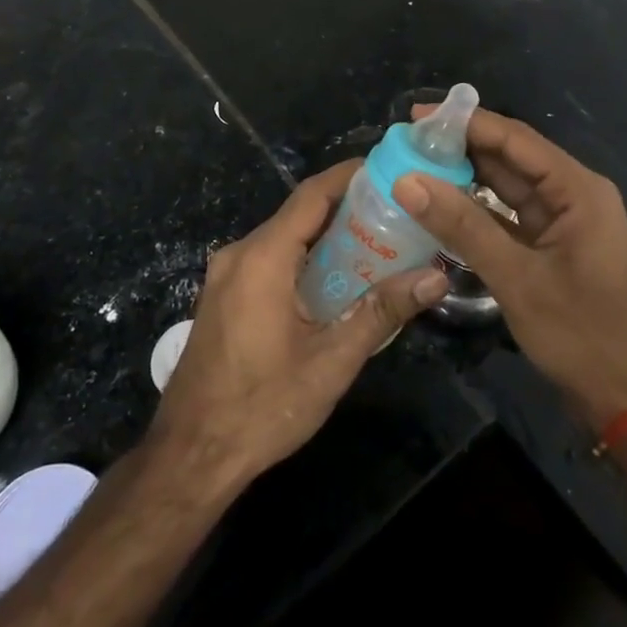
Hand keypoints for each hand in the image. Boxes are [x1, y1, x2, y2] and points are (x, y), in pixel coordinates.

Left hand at [149, 160, 449, 487]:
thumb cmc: (263, 407)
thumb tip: (435, 278)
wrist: (191, 456)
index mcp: (262, 257)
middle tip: (395, 212)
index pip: (311, 195)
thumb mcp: (331, 361)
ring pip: (283, 237)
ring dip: (325, 236)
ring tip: (375, 242)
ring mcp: (225, 275)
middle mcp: (239, 254)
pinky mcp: (222, 296)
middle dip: (345, 208)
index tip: (388, 169)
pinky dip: (302, 258)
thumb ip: (382, 312)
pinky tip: (334, 279)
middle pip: (298, 214)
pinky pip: (268, 260)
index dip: (349, 176)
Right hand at [394, 107, 626, 429]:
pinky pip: (509, 215)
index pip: (516, 139)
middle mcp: (573, 195)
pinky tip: (441, 205)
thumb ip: (462, 226)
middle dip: (460, 147)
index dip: (466, 123)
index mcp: (578, 190)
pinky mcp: (552, 246)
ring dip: (465, 177)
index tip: (416, 117)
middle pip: (511, 158)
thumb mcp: (517, 278)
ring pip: (507, 187)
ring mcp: (563, 222)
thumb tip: (407, 181)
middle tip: (407, 143)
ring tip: (415, 166)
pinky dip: (477, 209)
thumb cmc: (582, 334)